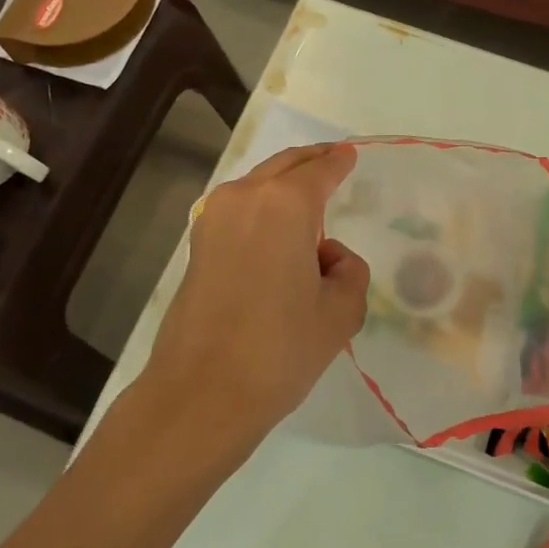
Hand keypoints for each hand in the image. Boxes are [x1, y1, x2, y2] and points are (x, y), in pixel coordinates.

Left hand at [145, 144, 368, 443]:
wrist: (203, 392)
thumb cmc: (280, 348)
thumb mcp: (340, 312)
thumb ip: (350, 272)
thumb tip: (329, 259)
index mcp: (286, 205)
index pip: (320, 170)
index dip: (339, 161)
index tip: (350, 155)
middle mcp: (245, 198)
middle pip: (284, 166)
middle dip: (311, 160)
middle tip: (333, 160)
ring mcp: (213, 219)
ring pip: (257, 185)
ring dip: (283, 184)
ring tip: (308, 201)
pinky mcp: (197, 246)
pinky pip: (239, 209)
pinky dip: (262, 207)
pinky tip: (277, 231)